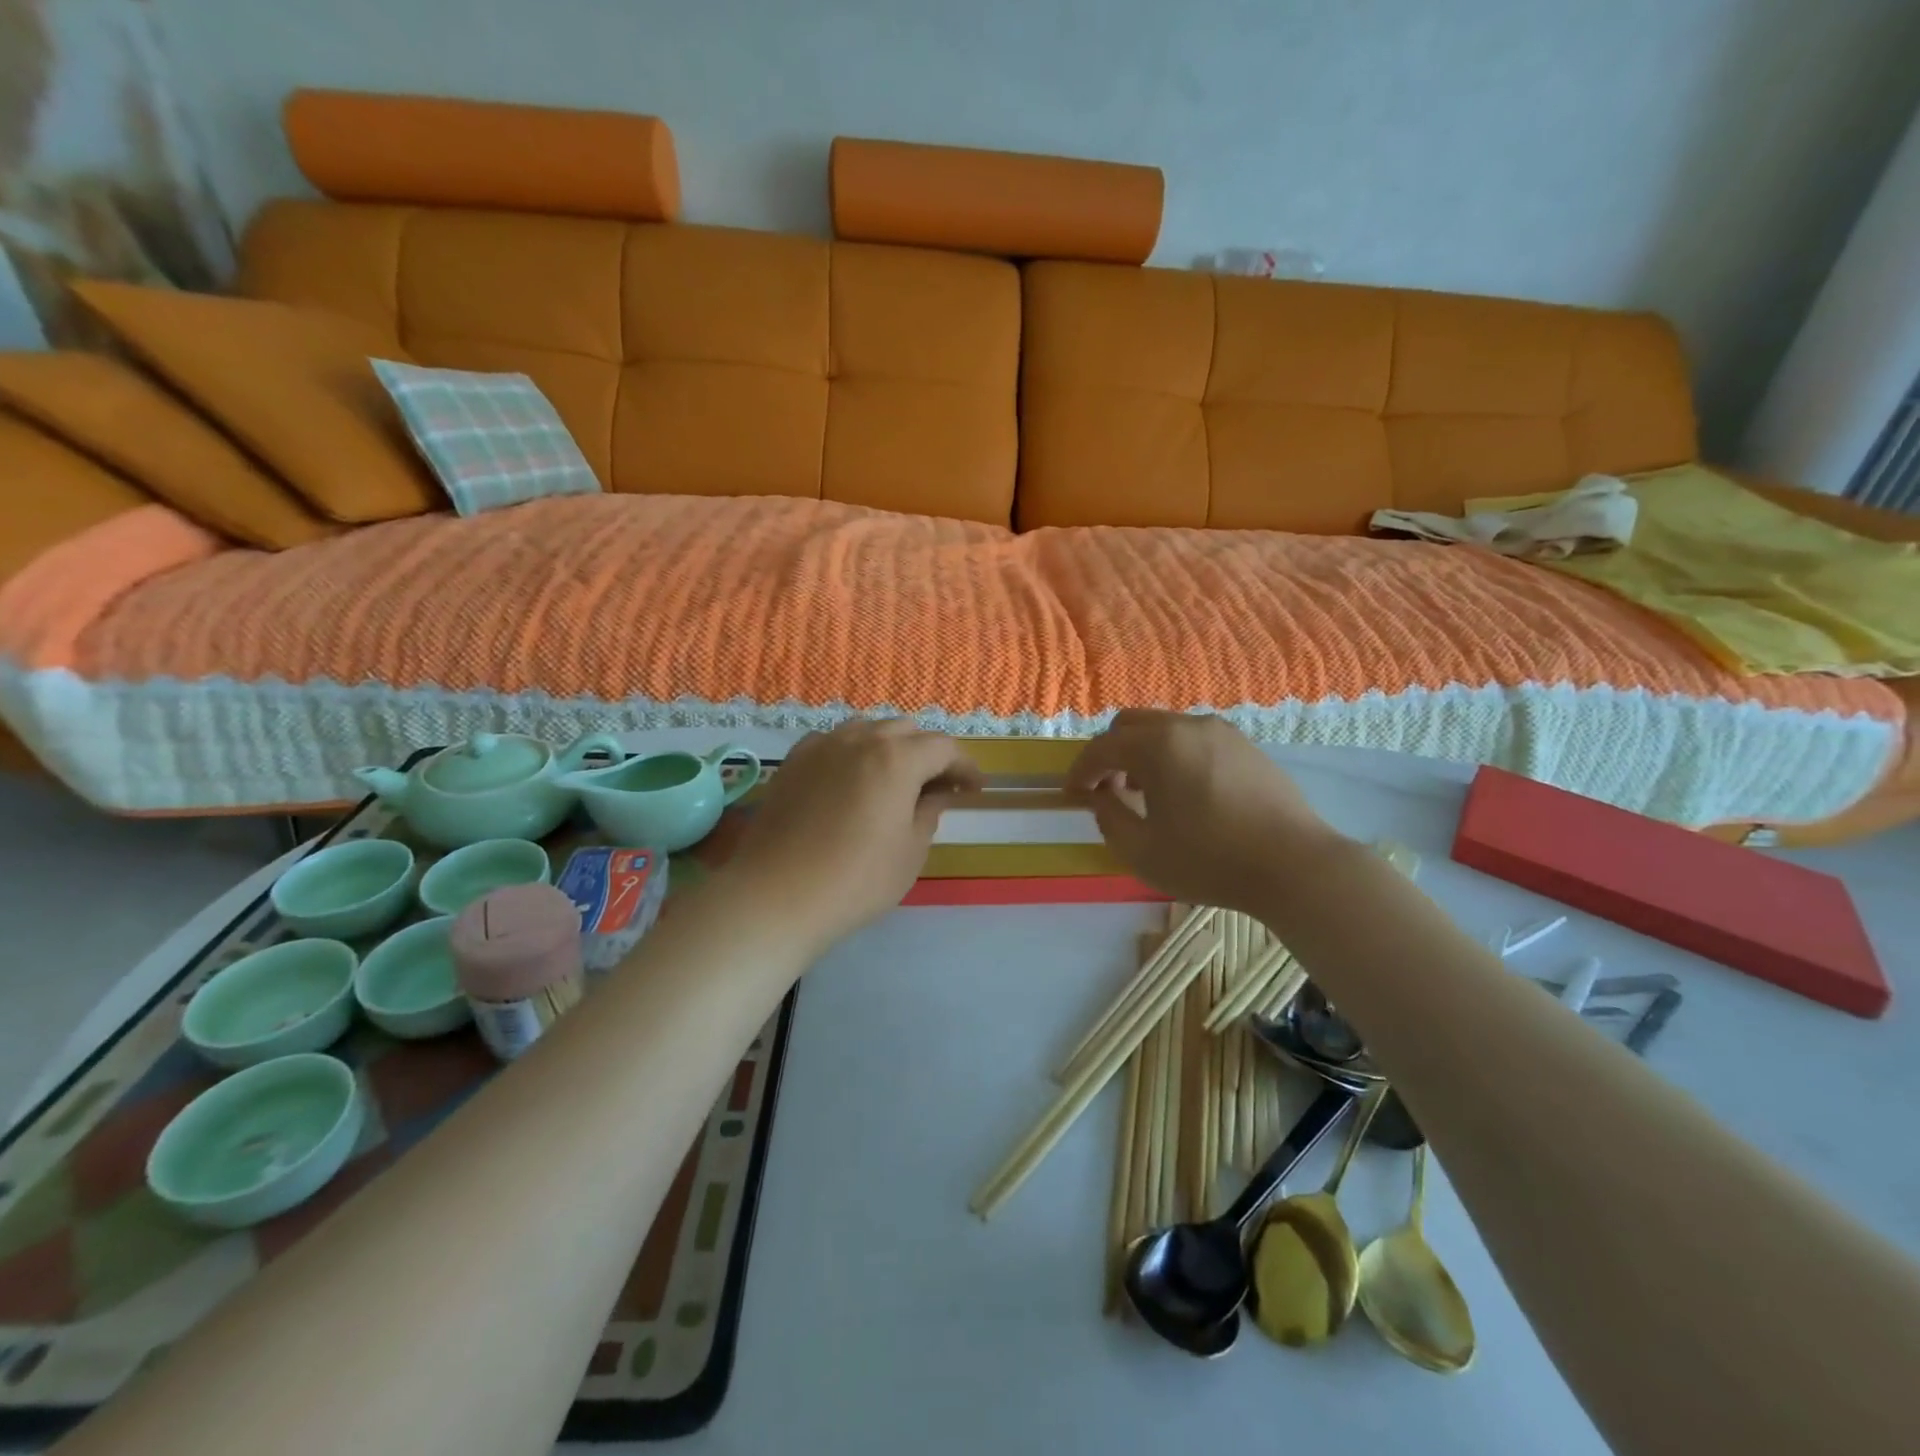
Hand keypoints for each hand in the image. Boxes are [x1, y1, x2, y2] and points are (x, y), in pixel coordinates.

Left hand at [725, 719, 981, 951]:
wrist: (776, 895)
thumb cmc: (856, 880)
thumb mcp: (910, 852)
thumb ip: (929, 812)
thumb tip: (937, 794)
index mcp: (897, 758)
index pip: (943, 747)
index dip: (964, 766)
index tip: (974, 789)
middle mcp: (860, 739)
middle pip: (905, 730)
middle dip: (928, 752)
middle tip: (938, 786)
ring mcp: (822, 746)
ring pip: (867, 730)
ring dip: (890, 747)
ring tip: (895, 779)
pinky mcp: (793, 762)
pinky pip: (833, 742)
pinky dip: (853, 753)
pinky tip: (851, 780)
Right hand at [1067, 710, 1344, 912]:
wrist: (1296, 866)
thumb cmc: (1211, 861)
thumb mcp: (1143, 851)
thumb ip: (1109, 818)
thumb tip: (1100, 797)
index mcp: (1158, 745)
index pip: (1102, 748)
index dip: (1080, 771)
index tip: (1071, 795)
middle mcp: (1188, 726)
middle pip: (1130, 725)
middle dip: (1110, 754)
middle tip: (1107, 790)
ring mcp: (1222, 732)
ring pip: (1164, 728)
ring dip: (1142, 753)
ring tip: (1145, 793)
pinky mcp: (1245, 746)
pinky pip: (1193, 739)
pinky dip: (1173, 755)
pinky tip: (1183, 792)